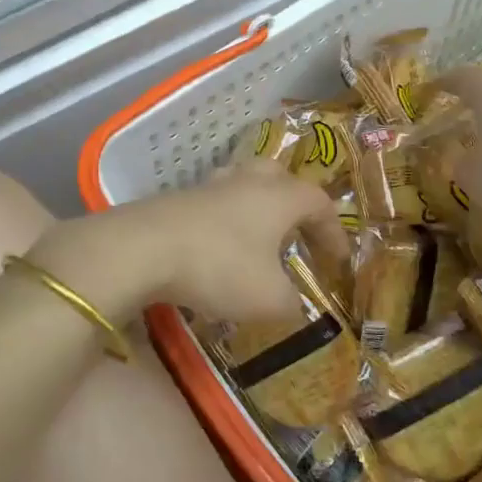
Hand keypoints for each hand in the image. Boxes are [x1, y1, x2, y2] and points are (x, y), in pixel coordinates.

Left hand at [34, 164, 341, 327]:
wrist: (143, 248)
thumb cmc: (219, 267)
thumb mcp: (268, 299)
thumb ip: (290, 303)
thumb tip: (293, 305)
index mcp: (279, 198)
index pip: (319, 203)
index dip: (334, 230)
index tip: (338, 260)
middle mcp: (247, 182)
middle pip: (279, 176)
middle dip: (293, 202)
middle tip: (297, 232)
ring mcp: (209, 187)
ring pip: (242, 184)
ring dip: (255, 208)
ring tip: (257, 238)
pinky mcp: (177, 200)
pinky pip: (213, 204)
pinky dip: (224, 222)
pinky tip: (217, 249)